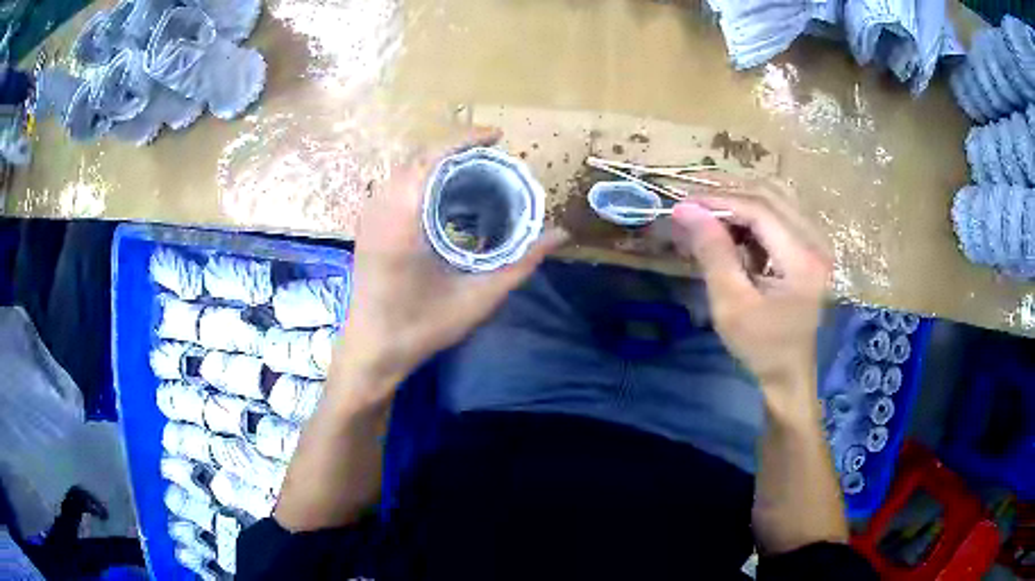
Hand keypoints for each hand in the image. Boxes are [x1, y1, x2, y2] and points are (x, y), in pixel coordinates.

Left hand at [336, 127, 567, 392]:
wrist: (372, 350)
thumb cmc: (421, 327)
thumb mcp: (477, 297)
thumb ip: (520, 263)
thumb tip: (559, 235)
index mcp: (403, 221)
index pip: (431, 159)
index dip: (464, 140)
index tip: (497, 137)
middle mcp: (381, 209)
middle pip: (418, 157)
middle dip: (456, 148)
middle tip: (493, 157)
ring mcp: (369, 216)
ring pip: (405, 169)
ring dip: (438, 162)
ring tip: (473, 170)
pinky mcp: (367, 226)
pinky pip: (396, 185)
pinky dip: (422, 177)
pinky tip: (443, 194)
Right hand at [670, 183, 831, 414]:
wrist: (789, 374)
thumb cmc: (761, 347)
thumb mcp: (732, 305)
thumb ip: (713, 254)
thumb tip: (687, 209)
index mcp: (803, 259)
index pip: (760, 210)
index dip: (720, 201)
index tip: (683, 203)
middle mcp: (816, 242)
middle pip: (770, 195)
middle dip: (727, 194)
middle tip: (691, 201)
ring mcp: (815, 243)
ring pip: (775, 199)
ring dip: (740, 199)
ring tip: (707, 209)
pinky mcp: (809, 247)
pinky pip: (779, 214)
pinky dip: (751, 214)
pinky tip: (731, 227)